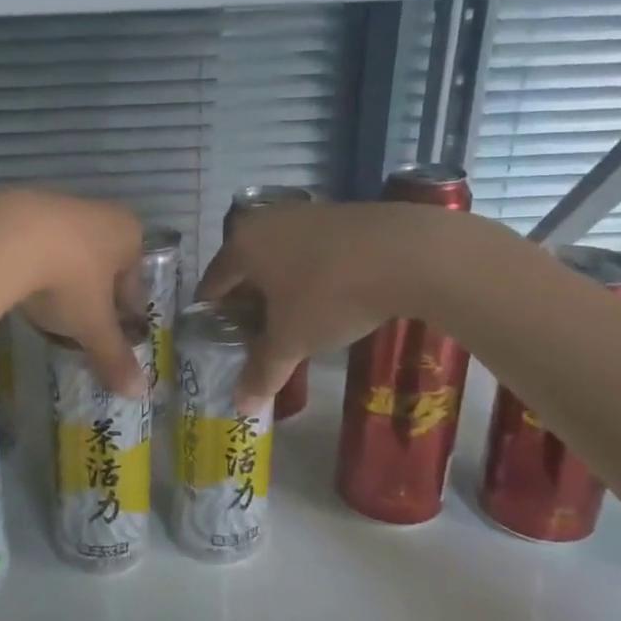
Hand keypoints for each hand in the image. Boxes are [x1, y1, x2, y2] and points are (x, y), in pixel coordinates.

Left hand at [0, 190, 147, 397]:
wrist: (4, 238)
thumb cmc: (68, 280)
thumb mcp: (92, 325)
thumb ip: (114, 356)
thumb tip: (138, 393)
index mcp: (128, 234)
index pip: (133, 280)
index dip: (123, 312)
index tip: (109, 334)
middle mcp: (98, 212)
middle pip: (101, 263)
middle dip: (91, 294)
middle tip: (76, 325)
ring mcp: (56, 204)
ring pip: (66, 251)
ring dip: (59, 277)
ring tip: (43, 309)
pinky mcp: (17, 206)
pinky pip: (32, 244)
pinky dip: (29, 265)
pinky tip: (15, 287)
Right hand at [196, 202, 453, 406]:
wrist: (408, 254)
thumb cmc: (329, 295)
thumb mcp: (291, 340)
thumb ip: (262, 371)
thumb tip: (241, 408)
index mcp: (242, 245)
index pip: (212, 283)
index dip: (213, 316)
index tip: (220, 341)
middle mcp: (267, 221)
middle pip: (244, 269)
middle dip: (247, 303)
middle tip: (255, 338)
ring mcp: (306, 213)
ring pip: (278, 258)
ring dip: (279, 289)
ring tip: (291, 322)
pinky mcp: (341, 215)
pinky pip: (309, 251)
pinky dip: (308, 275)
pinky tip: (326, 299)